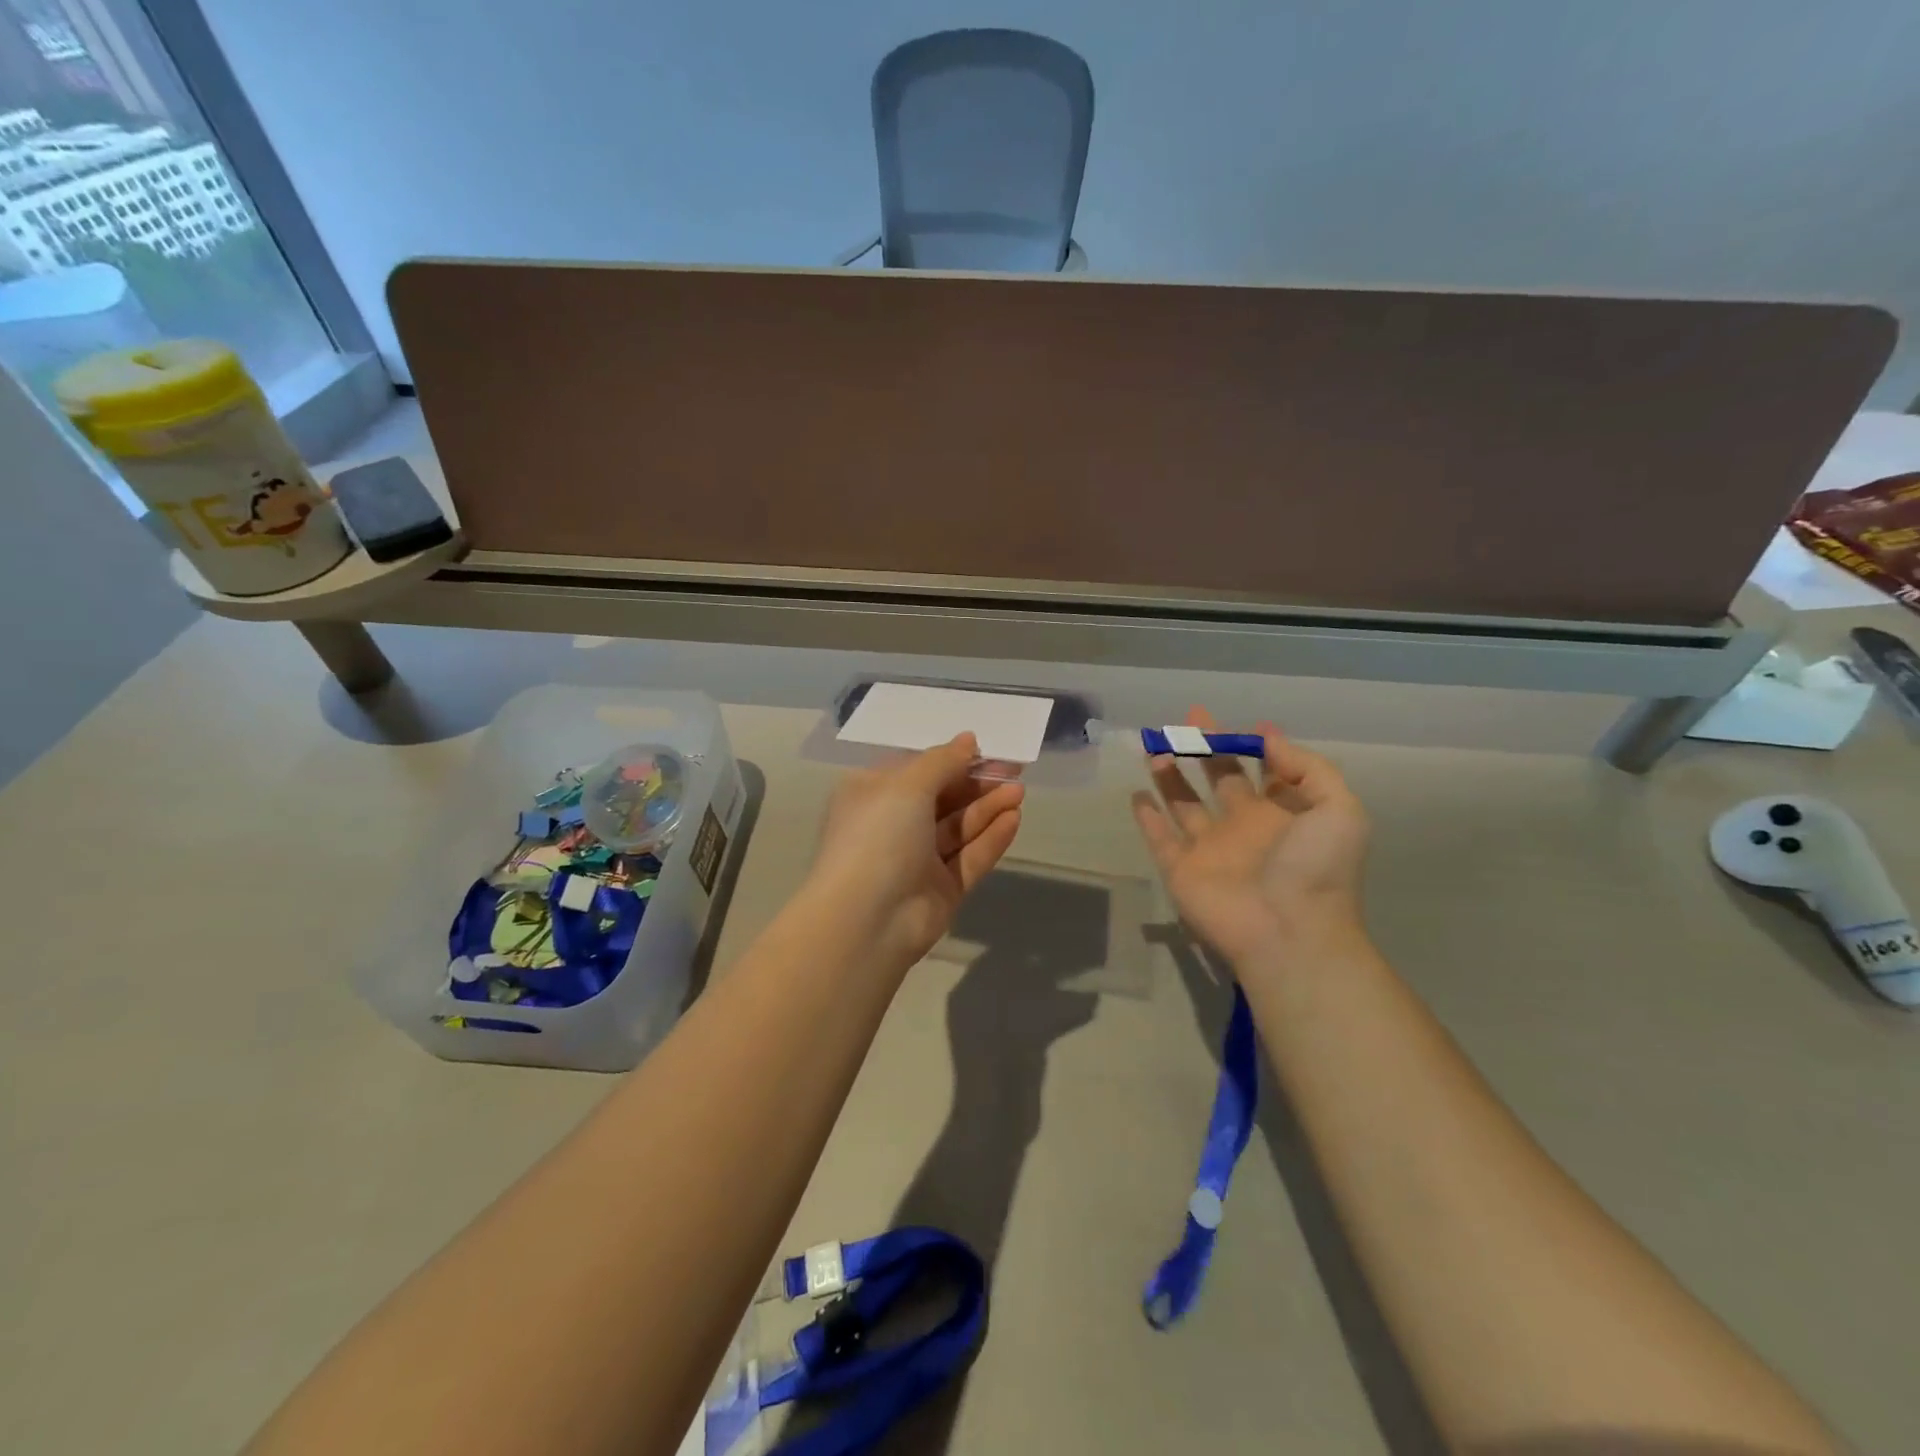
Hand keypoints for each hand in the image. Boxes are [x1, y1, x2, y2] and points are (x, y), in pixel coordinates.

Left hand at [807, 734, 1024, 968]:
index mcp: (873, 795)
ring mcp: (918, 860)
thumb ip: (942, 761)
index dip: (952, 759)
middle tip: (1014, 771)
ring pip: (959, 828)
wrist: (867, 920)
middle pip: (943, 798)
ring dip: (988, 808)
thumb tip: (968, 740)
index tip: (986, 751)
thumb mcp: (907, 785)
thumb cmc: (878, 836)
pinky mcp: (941, 889)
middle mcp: (894, 825)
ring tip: (1019, 792)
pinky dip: (990, 838)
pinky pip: (969, 858)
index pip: (917, 770)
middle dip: (977, 784)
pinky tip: (1014, 819)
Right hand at [1132, 707, 1369, 967]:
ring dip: (1170, 775)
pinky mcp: (1180, 869)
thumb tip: (1268, 738)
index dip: (1259, 747)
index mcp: (1283, 815)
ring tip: (1155, 745)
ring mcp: (1209, 849)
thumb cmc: (1316, 868)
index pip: (1268, 773)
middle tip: (1190, 716)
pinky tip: (1136, 794)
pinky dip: (1146, 817)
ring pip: (1184, 804)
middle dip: (1206, 747)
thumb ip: (1307, 768)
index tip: (1249, 724)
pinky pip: (1159, 838)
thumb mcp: (1338, 809)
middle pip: (1220, 778)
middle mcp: (1244, 827)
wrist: (1288, 932)